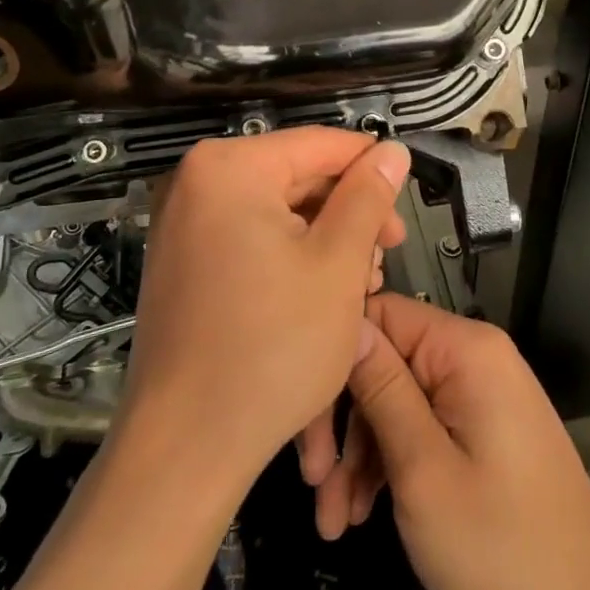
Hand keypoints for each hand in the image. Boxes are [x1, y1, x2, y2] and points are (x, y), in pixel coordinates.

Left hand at [120, 128, 409, 488]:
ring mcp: (183, 225)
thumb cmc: (273, 347)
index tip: (406, 208)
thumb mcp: (338, 264)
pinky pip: (250, 239)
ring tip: (360, 285)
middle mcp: (195, 184)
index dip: (373, 169)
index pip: (321, 144)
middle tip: (386, 259)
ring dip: (326, 241)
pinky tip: (321, 296)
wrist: (187, 445)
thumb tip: (392, 150)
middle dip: (349, 214)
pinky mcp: (183, 264)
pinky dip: (291, 258)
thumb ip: (368, 197)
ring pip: (278, 212)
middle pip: (297, 177)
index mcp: (228, 168)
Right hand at [336, 294, 589, 589]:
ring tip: (335, 520)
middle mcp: (469, 355)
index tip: (302, 421)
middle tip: (315, 488)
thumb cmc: (502, 541)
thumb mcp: (424, 470)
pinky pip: (417, 423)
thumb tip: (346, 322)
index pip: (376, 314)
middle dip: (343, 424)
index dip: (334, 362)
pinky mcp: (474, 421)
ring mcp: (473, 389)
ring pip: (392, 399)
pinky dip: (387, 463)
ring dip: (358, 455)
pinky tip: (361, 512)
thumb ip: (382, 391)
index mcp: (463, 349)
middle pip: (381, 362)